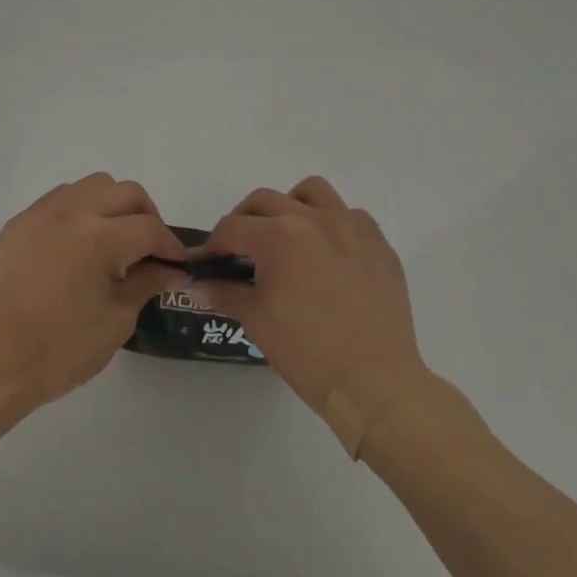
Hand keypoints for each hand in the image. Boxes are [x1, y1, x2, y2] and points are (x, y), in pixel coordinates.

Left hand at [0, 173, 186, 412]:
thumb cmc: (63, 347)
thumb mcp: (118, 320)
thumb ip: (146, 283)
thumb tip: (169, 268)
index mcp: (101, 237)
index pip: (149, 227)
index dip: (170, 245)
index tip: (178, 263)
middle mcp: (73, 211)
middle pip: (125, 191)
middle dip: (146, 215)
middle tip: (149, 248)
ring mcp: (42, 212)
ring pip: (91, 185)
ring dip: (111, 204)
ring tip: (113, 239)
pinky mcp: (20, 221)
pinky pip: (59, 198)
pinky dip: (79, 210)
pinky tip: (77, 243)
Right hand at [198, 177, 428, 453]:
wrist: (376, 385)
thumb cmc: (308, 353)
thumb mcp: (256, 321)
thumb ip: (224, 293)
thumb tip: (197, 286)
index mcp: (278, 235)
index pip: (232, 228)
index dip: (213, 246)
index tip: (207, 263)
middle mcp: (312, 218)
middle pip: (264, 201)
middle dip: (244, 221)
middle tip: (240, 251)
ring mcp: (350, 226)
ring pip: (311, 192)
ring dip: (291, 205)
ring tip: (288, 236)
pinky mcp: (378, 243)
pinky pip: (350, 215)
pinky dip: (333, 224)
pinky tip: (330, 254)